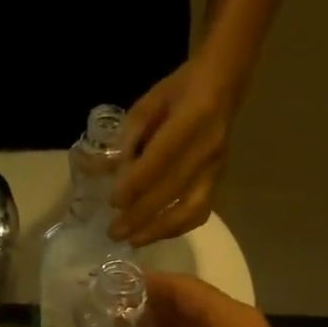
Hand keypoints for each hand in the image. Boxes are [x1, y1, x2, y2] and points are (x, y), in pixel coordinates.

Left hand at [111, 59, 236, 246]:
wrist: (221, 85)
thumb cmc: (178, 91)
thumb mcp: (148, 104)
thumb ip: (128, 138)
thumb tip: (105, 172)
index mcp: (191, 118)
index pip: (160, 160)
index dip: (136, 184)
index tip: (113, 202)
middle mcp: (208, 147)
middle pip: (172, 190)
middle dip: (140, 215)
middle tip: (114, 232)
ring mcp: (216, 167)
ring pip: (191, 209)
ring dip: (160, 230)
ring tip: (133, 241)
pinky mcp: (219, 180)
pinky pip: (201, 211)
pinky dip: (178, 228)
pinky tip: (156, 234)